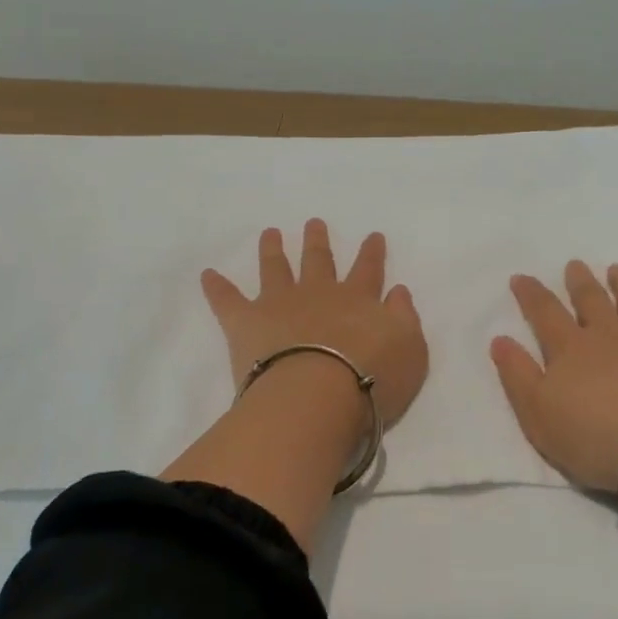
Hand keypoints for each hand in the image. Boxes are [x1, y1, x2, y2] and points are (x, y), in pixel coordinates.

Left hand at [201, 220, 427, 427]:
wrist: (318, 395)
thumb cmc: (372, 379)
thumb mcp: (410, 350)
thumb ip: (405, 318)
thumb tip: (398, 291)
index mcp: (358, 299)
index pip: (368, 269)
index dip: (371, 253)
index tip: (372, 235)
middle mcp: (319, 293)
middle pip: (318, 261)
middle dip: (317, 241)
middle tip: (313, 223)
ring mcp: (280, 303)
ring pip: (275, 268)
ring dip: (273, 250)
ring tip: (270, 233)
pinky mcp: (246, 322)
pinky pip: (227, 300)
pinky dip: (216, 287)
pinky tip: (207, 274)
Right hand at [491, 261, 617, 492]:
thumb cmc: (590, 435)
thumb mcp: (536, 412)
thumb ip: (517, 374)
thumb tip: (500, 339)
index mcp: (570, 348)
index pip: (544, 312)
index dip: (531, 294)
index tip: (521, 277)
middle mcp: (610, 337)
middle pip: (592, 301)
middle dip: (581, 282)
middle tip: (576, 264)